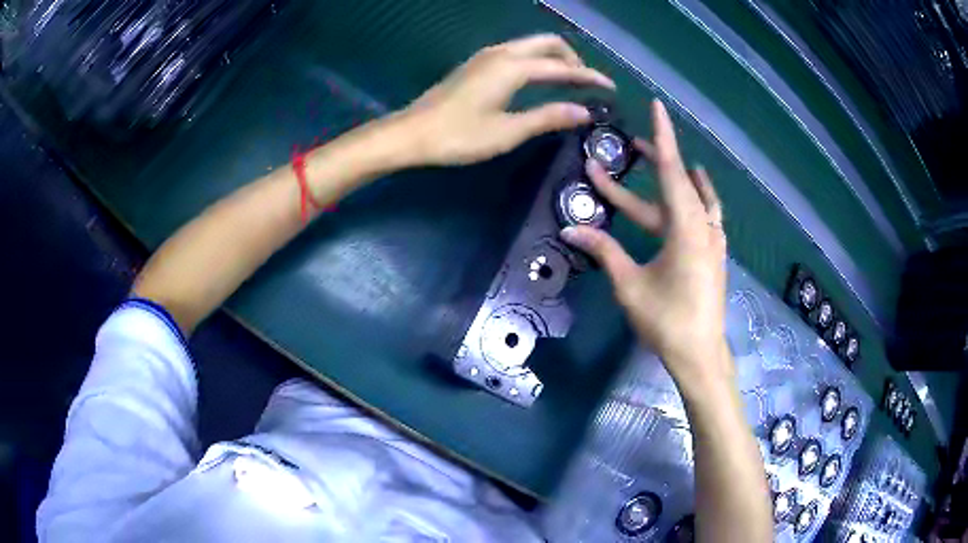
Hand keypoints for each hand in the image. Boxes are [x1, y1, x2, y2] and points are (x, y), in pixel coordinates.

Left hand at [399, 34, 614, 165]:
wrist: (411, 133)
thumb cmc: (458, 136)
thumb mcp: (508, 131)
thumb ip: (548, 117)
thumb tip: (584, 112)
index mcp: (513, 67)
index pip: (563, 67)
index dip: (589, 77)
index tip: (610, 88)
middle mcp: (502, 53)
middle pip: (548, 44)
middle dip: (573, 58)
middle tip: (587, 82)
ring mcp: (486, 56)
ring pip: (531, 45)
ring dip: (554, 57)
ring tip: (569, 81)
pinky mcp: (476, 64)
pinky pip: (517, 52)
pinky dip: (536, 60)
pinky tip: (538, 79)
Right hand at [561, 100, 731, 389]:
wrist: (699, 353)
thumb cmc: (665, 320)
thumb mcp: (630, 284)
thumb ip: (604, 251)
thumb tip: (569, 231)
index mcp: (686, 229)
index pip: (672, 171)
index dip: (662, 137)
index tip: (657, 107)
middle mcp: (704, 226)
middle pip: (680, 182)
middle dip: (656, 159)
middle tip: (629, 144)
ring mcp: (712, 239)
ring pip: (693, 197)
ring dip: (673, 179)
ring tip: (652, 161)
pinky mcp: (713, 252)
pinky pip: (706, 213)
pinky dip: (696, 197)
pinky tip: (691, 193)